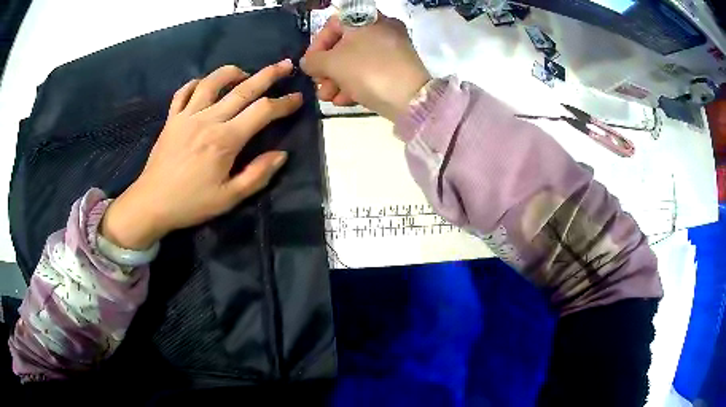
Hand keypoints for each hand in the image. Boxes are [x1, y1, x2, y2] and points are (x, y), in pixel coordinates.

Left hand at [101, 61, 302, 249]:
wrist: (152, 203)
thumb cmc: (191, 203)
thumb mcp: (229, 198)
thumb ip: (258, 175)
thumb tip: (281, 154)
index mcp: (225, 140)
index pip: (262, 111)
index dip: (284, 103)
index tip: (297, 98)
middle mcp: (208, 119)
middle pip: (243, 89)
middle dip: (268, 75)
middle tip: (286, 65)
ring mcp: (187, 116)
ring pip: (212, 82)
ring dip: (232, 72)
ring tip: (244, 73)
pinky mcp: (172, 119)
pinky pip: (184, 92)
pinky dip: (196, 83)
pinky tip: (204, 85)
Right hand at [300, 13, 430, 120]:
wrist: (411, 99)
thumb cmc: (367, 71)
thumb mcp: (332, 63)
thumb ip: (313, 60)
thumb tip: (308, 62)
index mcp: (366, 20)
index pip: (333, 25)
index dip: (317, 44)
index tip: (310, 64)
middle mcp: (381, 30)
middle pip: (343, 46)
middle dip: (326, 70)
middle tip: (319, 87)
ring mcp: (392, 50)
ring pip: (356, 61)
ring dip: (337, 81)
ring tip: (328, 99)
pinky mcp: (398, 69)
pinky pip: (370, 71)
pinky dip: (354, 84)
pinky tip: (344, 101)